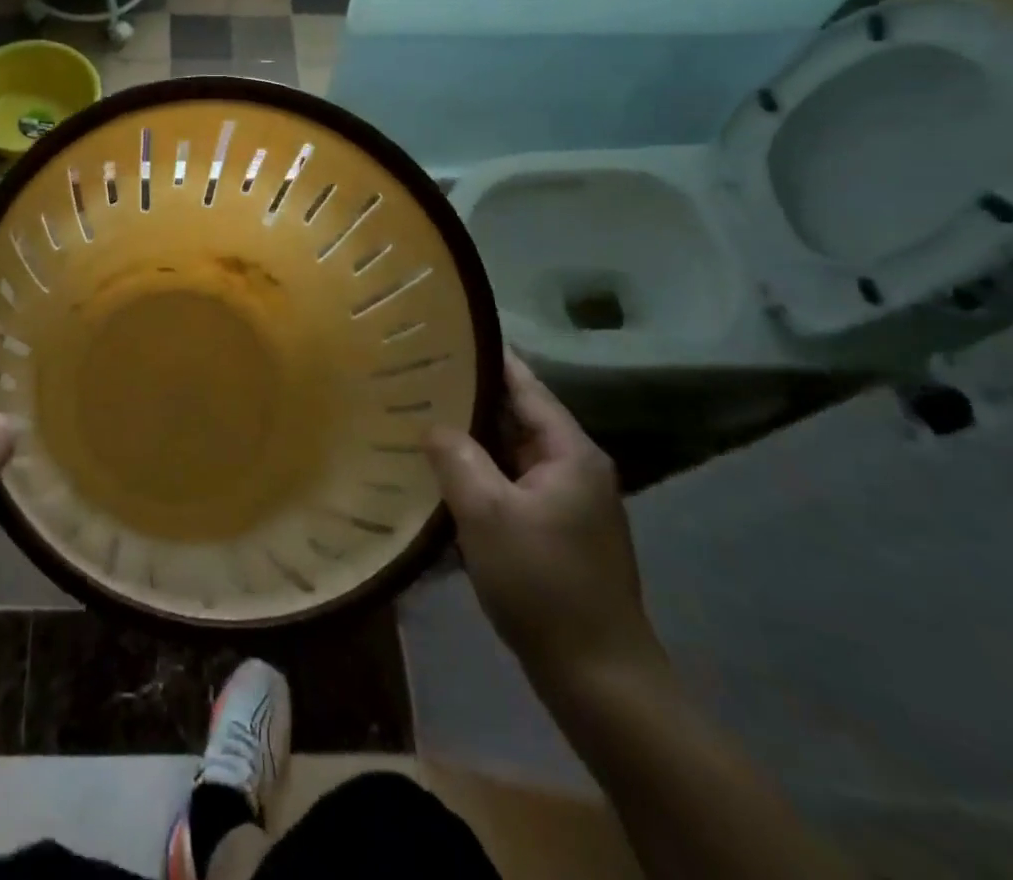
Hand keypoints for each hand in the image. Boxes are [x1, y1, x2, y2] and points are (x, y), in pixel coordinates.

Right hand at [425, 350, 662, 688]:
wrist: (598, 678)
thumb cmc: (543, 584)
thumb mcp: (487, 513)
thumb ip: (456, 456)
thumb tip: (432, 425)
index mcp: (570, 451)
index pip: (523, 384)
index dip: (485, 357)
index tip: (443, 333)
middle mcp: (574, 467)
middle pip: (516, 415)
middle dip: (468, 397)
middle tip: (414, 376)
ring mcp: (567, 501)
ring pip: (510, 452)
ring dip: (471, 438)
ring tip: (417, 416)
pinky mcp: (555, 531)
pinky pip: (510, 484)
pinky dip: (479, 473)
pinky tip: (441, 474)